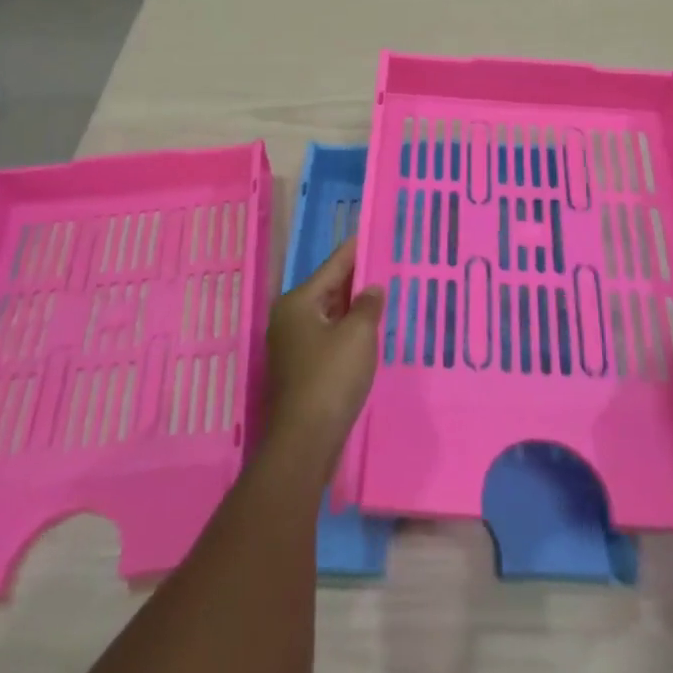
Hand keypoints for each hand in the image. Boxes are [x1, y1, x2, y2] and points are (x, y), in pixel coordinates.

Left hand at [265, 240, 385, 459]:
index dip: (354, 250)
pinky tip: (367, 331)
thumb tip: (371, 289)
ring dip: (352, 307)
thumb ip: (367, 305)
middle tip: (384, 263)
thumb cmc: (331, 378)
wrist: (305, 440)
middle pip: (328, 289)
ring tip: (381, 293)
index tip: (371, 233)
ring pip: (328, 314)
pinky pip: (327, 336)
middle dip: (355, 279)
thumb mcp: (358, 335)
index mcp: (298, 302)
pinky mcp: (300, 368)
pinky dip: (346, 329)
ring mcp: (292, 345)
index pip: (332, 266)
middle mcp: (289, 318)